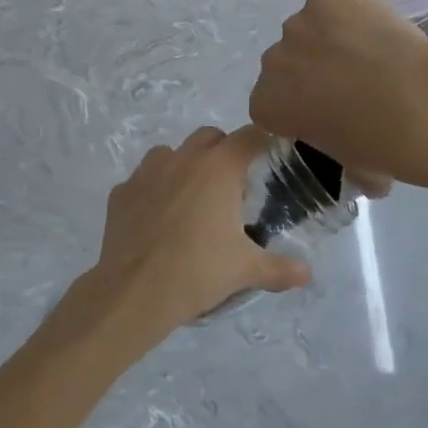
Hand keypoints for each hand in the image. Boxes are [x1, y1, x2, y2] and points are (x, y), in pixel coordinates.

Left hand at [88, 127, 311, 329]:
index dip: (263, 142)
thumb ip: (281, 268)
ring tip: (193, 198)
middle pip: (209, 137)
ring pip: (171, 153)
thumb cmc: (198, 272)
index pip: (249, 136)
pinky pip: (142, 179)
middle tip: (233, 184)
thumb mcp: (246, 270)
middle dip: (224, 150)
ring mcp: (146, 173)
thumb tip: (307, 273)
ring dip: (185, 165)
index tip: (270, 158)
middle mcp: (182, 159)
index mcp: (218, 169)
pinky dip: (153, 189)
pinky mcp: (120, 192)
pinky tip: (157, 217)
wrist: (135, 291)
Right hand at [250, 0, 427, 192]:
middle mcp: (271, 62)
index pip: (270, 104)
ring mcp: (296, 25)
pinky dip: (349, 11)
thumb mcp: (348, 167)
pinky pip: (331, 2)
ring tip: (371, 54)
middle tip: (352, 84)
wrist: (417, 104)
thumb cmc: (379, 147)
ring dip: (329, 40)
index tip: (326, 113)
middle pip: (285, 64)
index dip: (298, 106)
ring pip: (308, 30)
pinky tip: (376, 29)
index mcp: (265, 106)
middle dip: (309, 72)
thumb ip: (337, 157)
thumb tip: (359, 171)